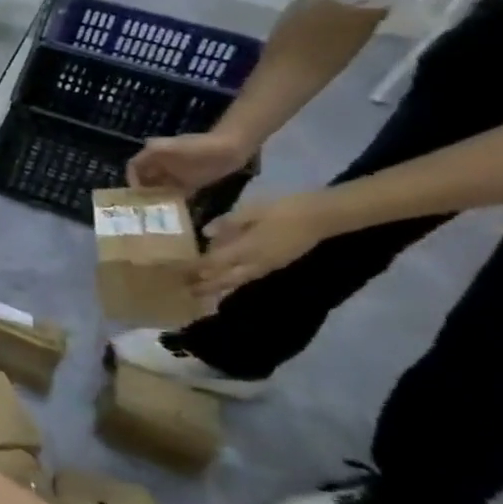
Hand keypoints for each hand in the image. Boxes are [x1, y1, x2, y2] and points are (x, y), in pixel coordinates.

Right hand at [128, 130, 254, 197]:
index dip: (131, 179)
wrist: (231, 148)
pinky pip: (176, 193)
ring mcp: (176, 173)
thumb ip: (151, 155)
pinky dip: (173, 200)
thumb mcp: (170, 147)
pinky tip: (173, 209)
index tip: (134, 194)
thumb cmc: (198, 147)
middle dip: (142, 191)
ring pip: (159, 187)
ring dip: (156, 197)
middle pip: (145, 179)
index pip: (134, 167)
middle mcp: (162, 164)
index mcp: (153, 154)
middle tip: (142, 206)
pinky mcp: (191, 182)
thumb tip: (132, 168)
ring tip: (155, 210)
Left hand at [194, 195, 330, 300]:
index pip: (216, 262)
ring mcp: (270, 265)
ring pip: (240, 280)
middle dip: (207, 286)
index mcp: (248, 248)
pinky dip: (236, 281)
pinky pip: (252, 276)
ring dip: (222, 287)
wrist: (323, 217)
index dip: (197, 269)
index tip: (179, 274)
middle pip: (228, 278)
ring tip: (204, 291)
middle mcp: (258, 262)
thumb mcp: (251, 211)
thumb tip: (206, 233)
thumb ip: (228, 223)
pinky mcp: (279, 264)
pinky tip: (229, 279)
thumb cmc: (284, 210)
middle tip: (188, 293)